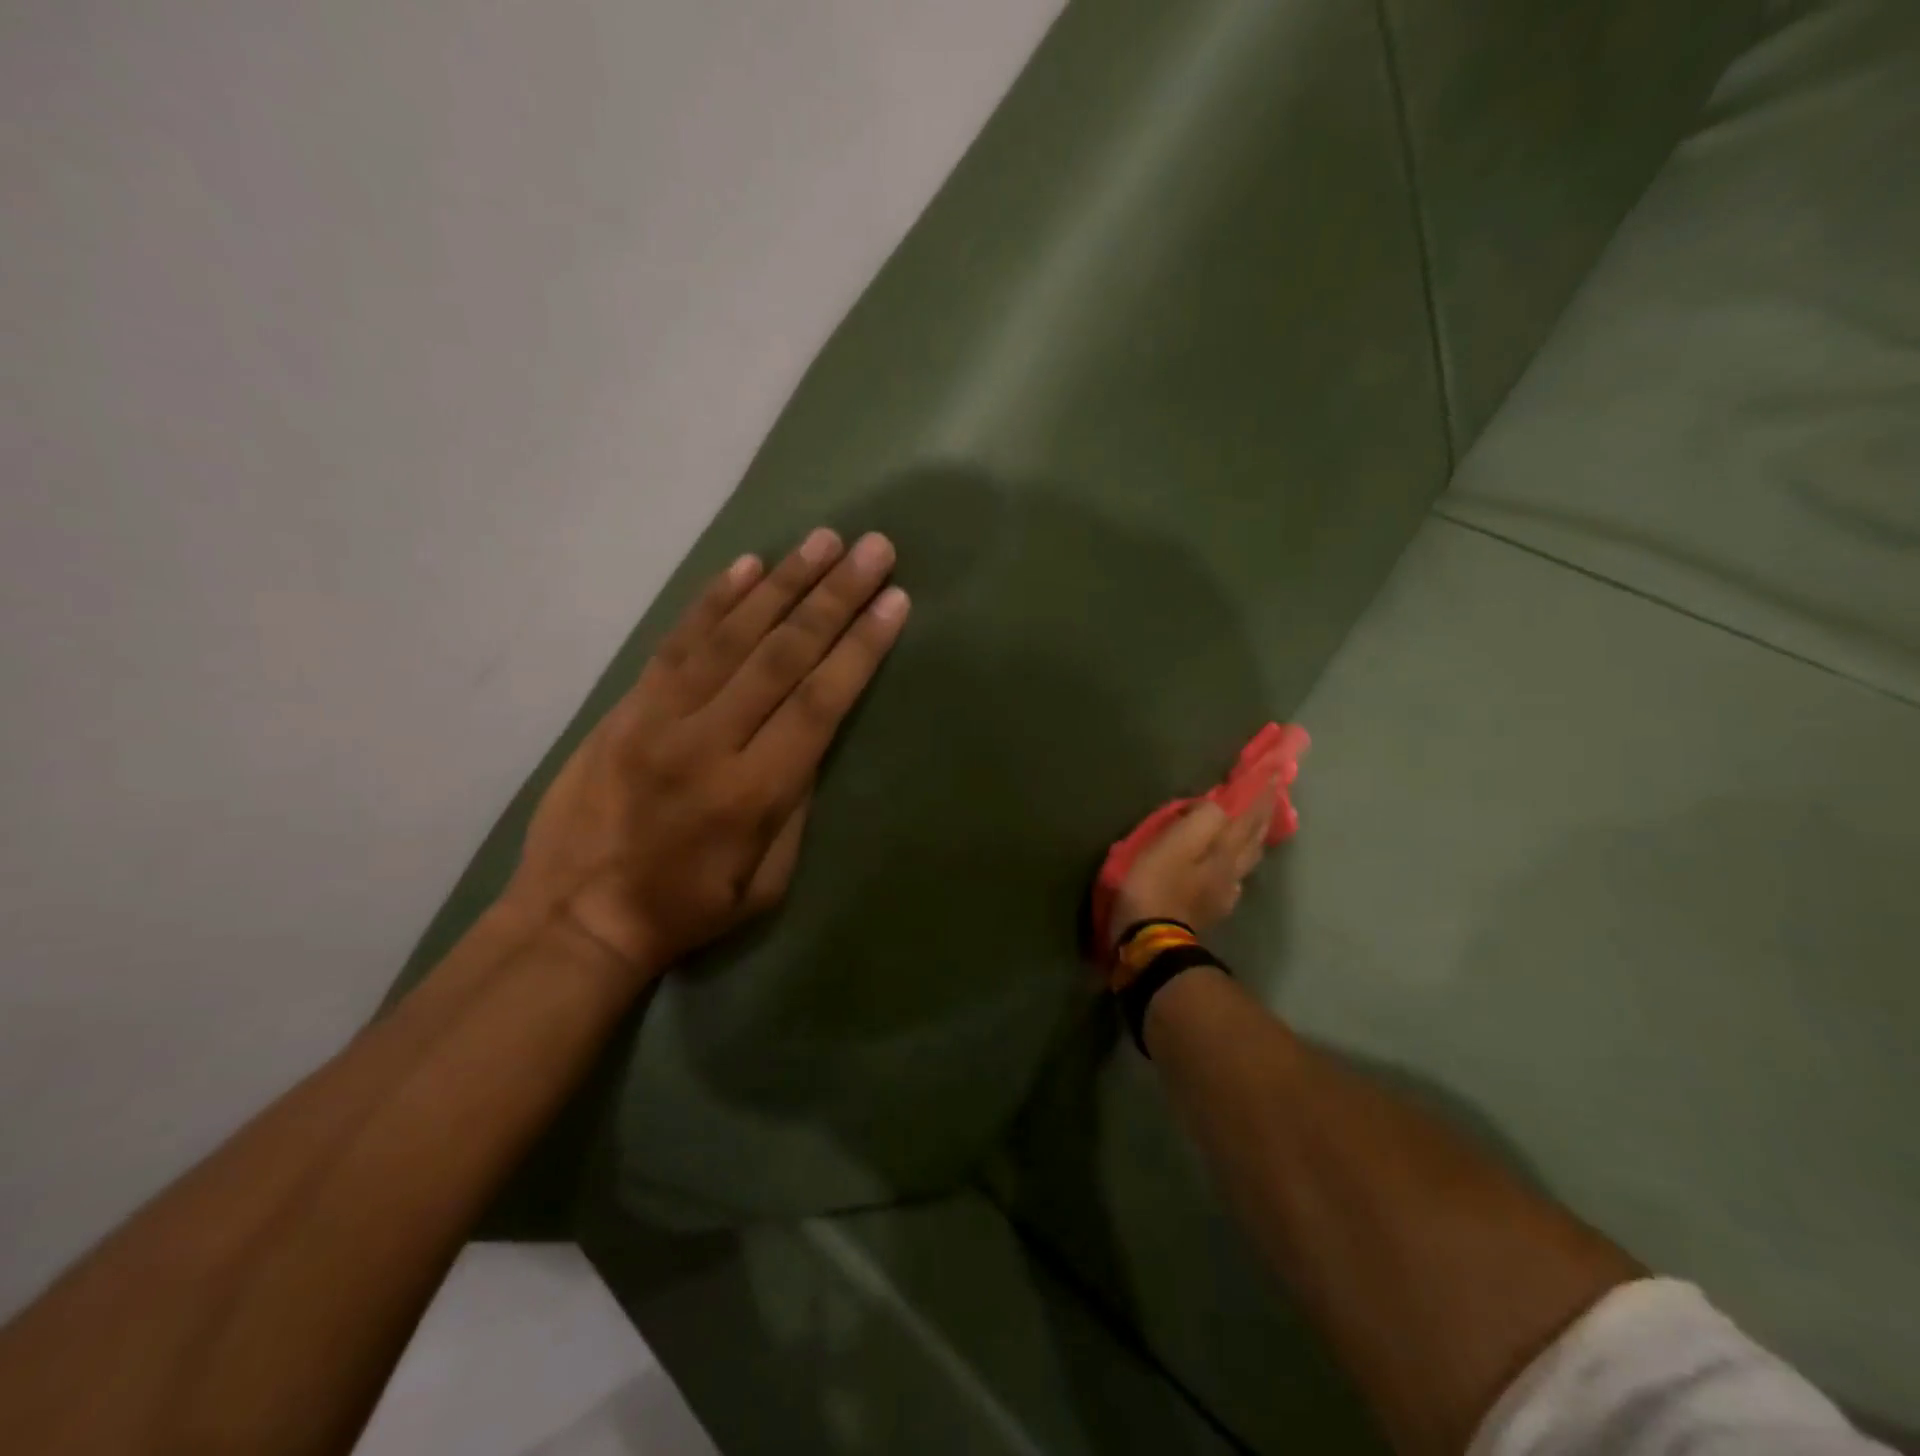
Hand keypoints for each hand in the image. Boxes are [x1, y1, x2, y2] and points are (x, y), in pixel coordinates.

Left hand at [508, 528, 908, 980]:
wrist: (575, 919)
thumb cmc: (686, 909)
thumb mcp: (766, 883)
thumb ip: (795, 806)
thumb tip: (811, 737)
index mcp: (750, 793)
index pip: (818, 702)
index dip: (860, 648)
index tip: (895, 602)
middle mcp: (706, 741)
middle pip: (781, 654)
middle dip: (834, 597)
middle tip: (873, 549)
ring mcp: (657, 717)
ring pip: (730, 635)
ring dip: (782, 582)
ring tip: (823, 541)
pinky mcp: (625, 707)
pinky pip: (676, 642)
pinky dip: (714, 600)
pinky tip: (748, 567)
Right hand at [1108, 782, 1276, 953]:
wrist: (1151, 942)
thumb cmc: (1156, 885)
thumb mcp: (1173, 842)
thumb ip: (1200, 819)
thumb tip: (1216, 806)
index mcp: (1224, 849)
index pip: (1248, 815)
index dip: (1261, 793)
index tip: (1276, 772)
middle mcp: (1231, 870)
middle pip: (1254, 837)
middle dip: (1263, 814)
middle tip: (1272, 794)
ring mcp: (1223, 893)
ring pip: (1247, 859)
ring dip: (1254, 838)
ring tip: (1256, 825)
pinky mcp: (1209, 910)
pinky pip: (1232, 878)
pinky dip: (1238, 863)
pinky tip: (1232, 867)